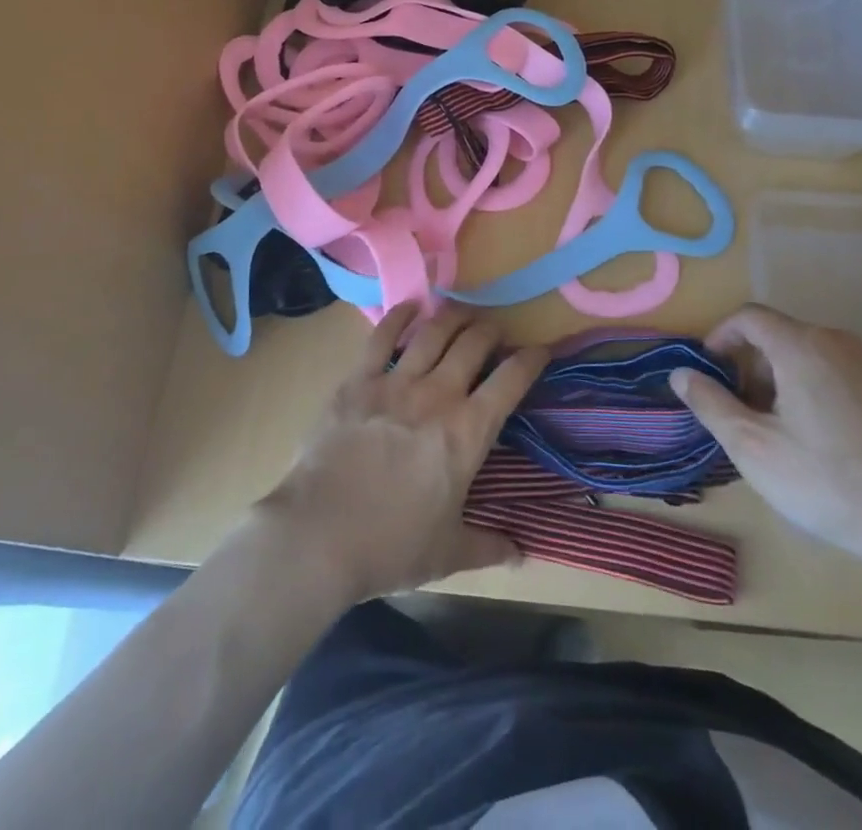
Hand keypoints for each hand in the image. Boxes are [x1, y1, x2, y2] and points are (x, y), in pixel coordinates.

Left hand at [256, 304, 547, 603]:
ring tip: (462, 313)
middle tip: (495, 333)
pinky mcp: (358, 380)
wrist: (320, 534)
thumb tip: (520, 552)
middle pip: (473, 344)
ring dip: (453, 317)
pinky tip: (410, 307)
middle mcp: (437, 395)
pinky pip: (382, 336)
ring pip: (433, 332)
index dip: (532, 359)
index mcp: (467, 432)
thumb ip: (488, 545)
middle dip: (491, 331)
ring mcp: (395, 382)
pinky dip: (399, 316)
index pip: (511, 381)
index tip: (541, 350)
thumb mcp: (448, 553)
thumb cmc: (391, 546)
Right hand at [671, 304, 861, 578]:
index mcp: (802, 346)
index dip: (720, 337)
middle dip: (752, 367)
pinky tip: (830, 445)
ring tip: (785, 433)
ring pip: (814, 357)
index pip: (748, 317)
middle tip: (745, 414)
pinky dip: (821, 393)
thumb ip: (710, 404)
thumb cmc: (832, 482)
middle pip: (781, 336)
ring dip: (786, 381)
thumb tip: (681, 373)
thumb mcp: (753, 448)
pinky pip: (846, 377)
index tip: (710, 374)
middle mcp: (841, 342)